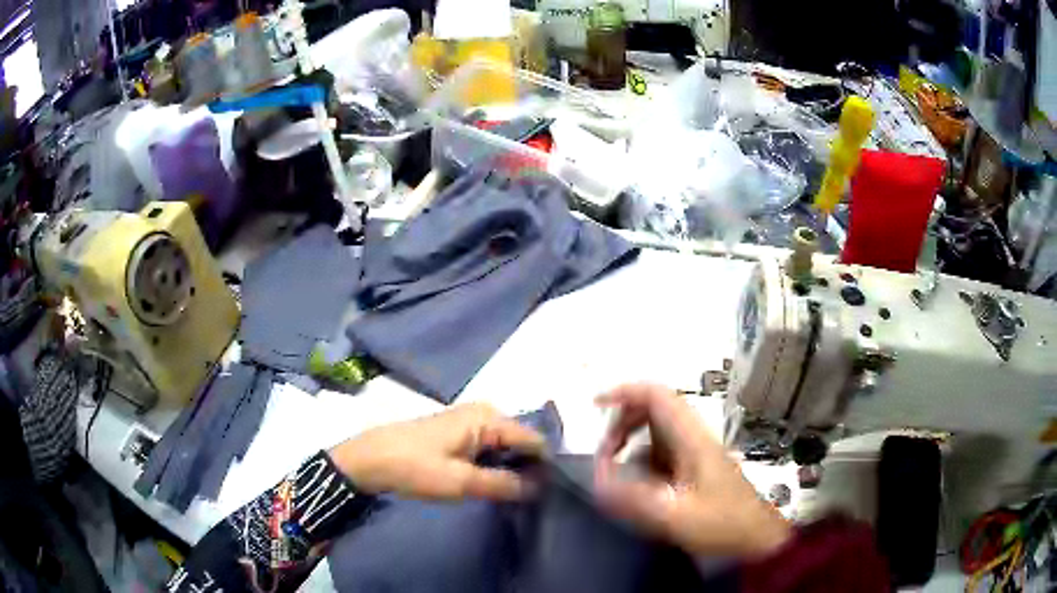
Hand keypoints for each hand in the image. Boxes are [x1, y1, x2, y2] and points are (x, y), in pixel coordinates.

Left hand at [329, 403, 544, 500]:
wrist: (367, 460)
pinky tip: (493, 487)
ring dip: (510, 471)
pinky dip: (494, 468)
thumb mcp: (462, 481)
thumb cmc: (415, 467)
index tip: (550, 495)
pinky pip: (488, 450)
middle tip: (530, 501)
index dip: (544, 467)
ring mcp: (469, 422)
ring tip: (513, 498)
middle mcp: (484, 413)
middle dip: (527, 470)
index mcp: (489, 417)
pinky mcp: (457, 434)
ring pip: (505, 448)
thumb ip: (505, 484)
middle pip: (521, 443)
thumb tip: (541, 488)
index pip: (534, 440)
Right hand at [593, 384, 790, 556]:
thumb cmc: (721, 524)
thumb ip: (634, 499)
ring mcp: (695, 452)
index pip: (657, 396)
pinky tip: (637, 489)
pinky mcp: (694, 468)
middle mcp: (693, 437)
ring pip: (655, 431)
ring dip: (630, 444)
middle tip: (605, 453)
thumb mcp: (674, 516)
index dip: (625, 392)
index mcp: (691, 439)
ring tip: (615, 474)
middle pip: (653, 409)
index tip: (596, 406)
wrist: (755, 537)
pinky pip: (661, 452)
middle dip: (622, 424)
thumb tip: (597, 481)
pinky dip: (641, 462)